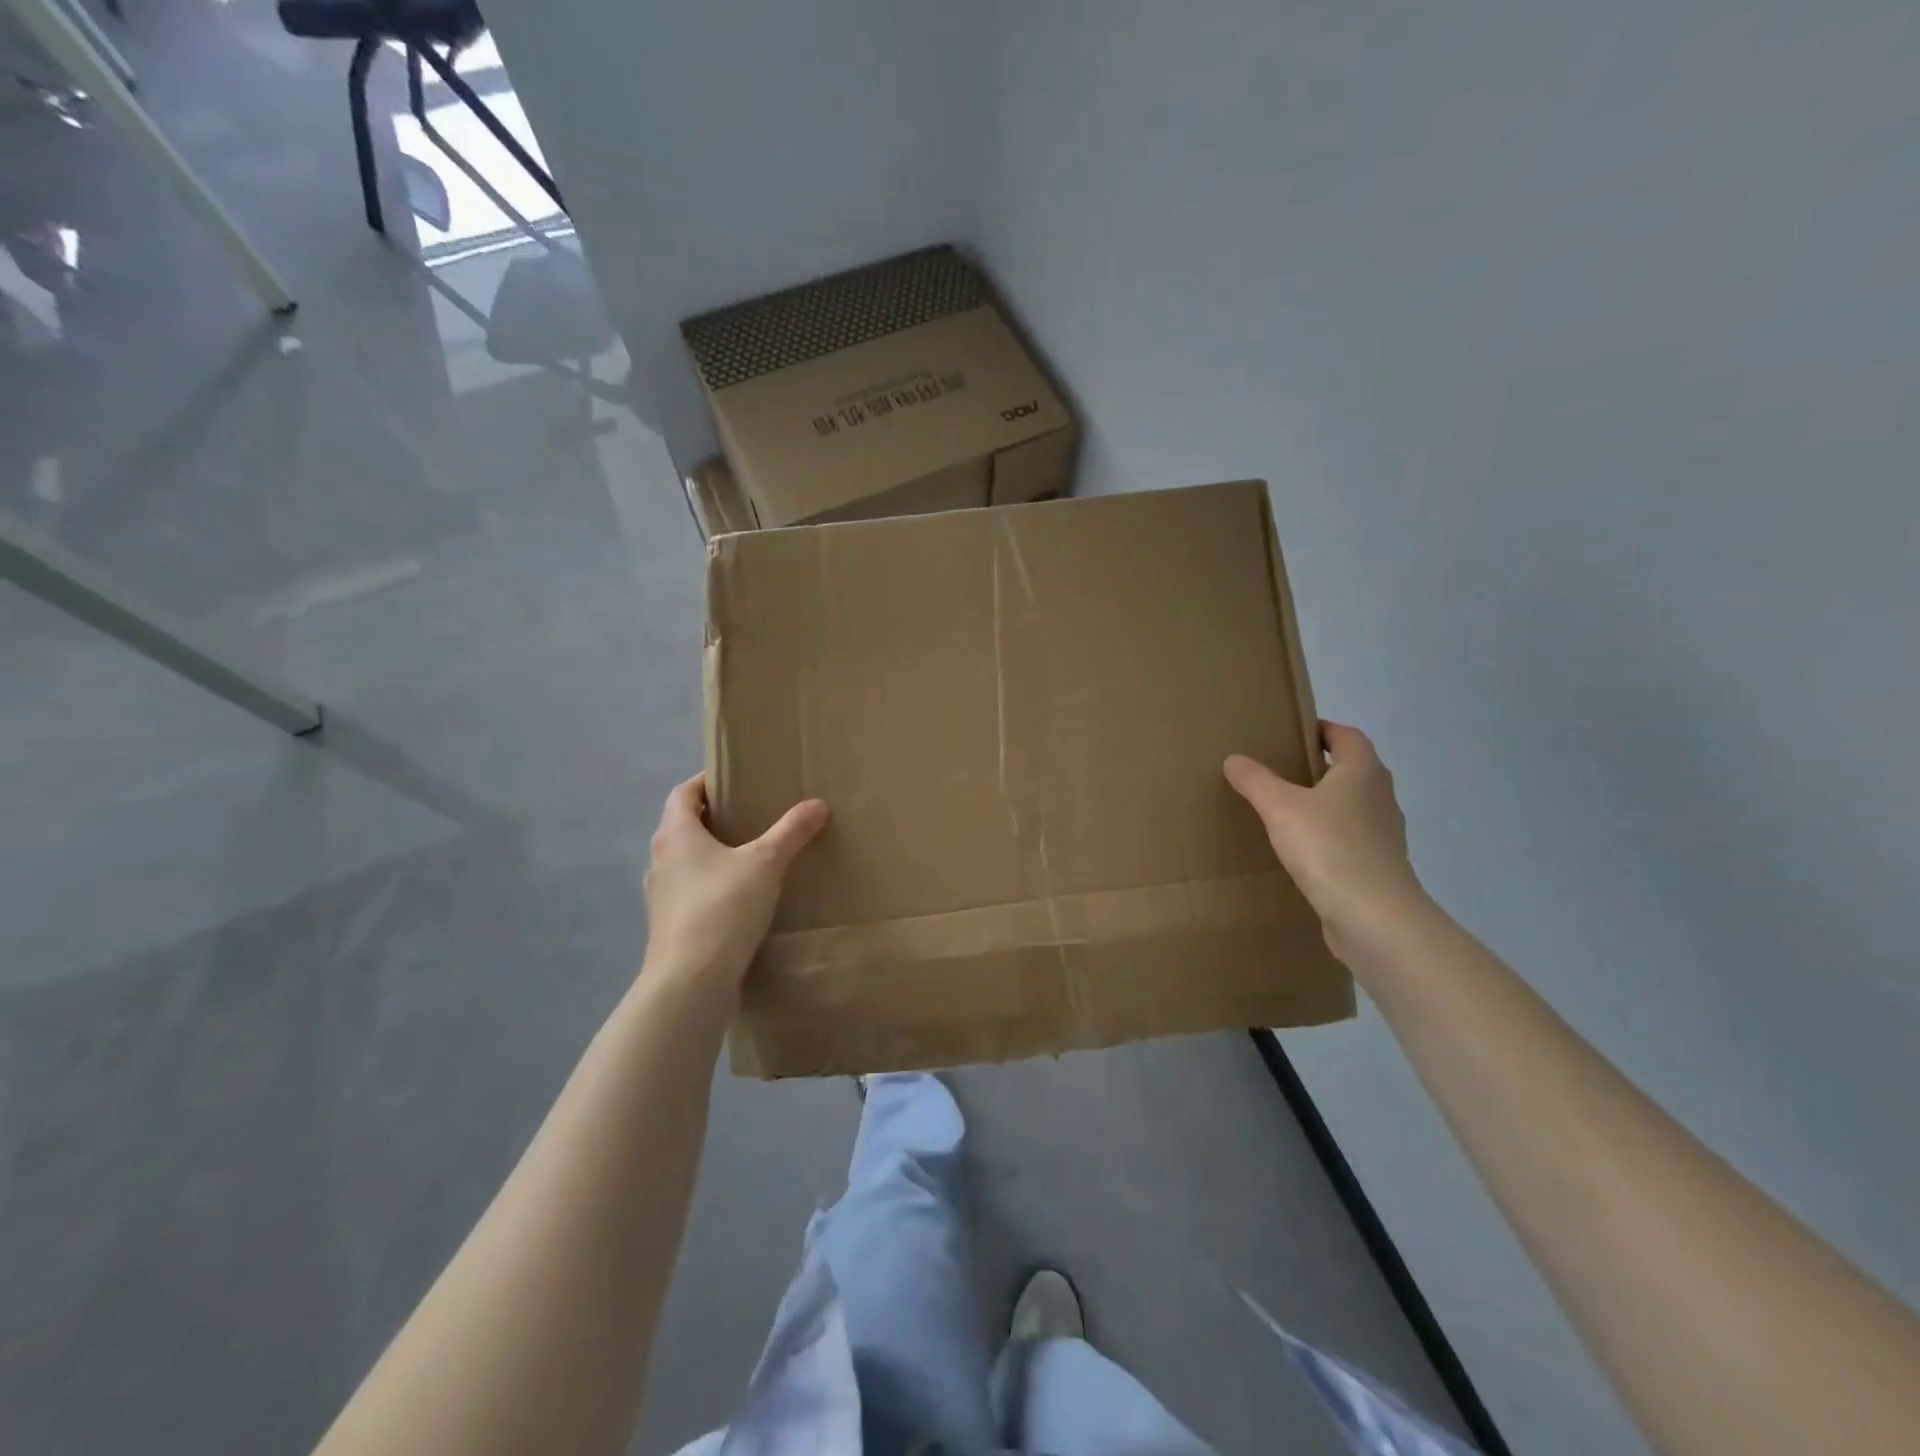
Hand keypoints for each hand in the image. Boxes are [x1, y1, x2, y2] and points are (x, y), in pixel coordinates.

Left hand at [643, 774, 828, 984]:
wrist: (690, 983)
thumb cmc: (722, 908)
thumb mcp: (765, 864)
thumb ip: (791, 832)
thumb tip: (816, 804)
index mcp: (676, 834)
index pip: (683, 793)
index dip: (706, 781)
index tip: (735, 779)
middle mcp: (661, 860)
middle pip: (684, 826)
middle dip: (716, 817)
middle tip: (754, 813)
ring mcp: (662, 896)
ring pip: (688, 861)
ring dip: (714, 853)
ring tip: (753, 854)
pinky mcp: (670, 926)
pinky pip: (693, 891)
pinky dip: (714, 884)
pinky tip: (744, 897)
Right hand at [1224, 722, 1428, 960]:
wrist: (1374, 917)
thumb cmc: (1329, 848)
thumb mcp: (1280, 807)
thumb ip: (1255, 781)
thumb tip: (1234, 759)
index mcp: (1363, 772)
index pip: (1347, 736)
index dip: (1322, 729)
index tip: (1292, 733)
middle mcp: (1380, 797)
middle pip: (1351, 771)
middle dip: (1318, 768)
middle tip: (1278, 770)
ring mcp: (1383, 835)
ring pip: (1351, 807)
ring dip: (1323, 805)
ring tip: (1284, 811)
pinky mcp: (1377, 867)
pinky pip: (1349, 840)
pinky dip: (1327, 838)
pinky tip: (1300, 851)